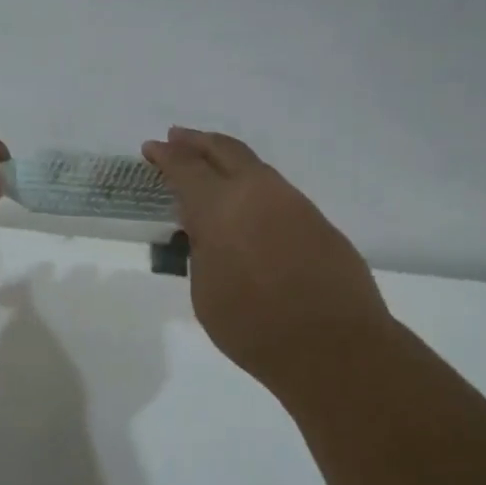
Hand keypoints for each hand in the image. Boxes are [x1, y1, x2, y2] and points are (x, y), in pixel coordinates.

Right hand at [142, 127, 394, 393]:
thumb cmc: (254, 326)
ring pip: (255, 168)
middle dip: (197, 142)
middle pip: (224, 150)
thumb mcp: (205, 291)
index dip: (165, 156)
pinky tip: (247, 207)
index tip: (151, 147)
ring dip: (228, 161)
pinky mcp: (318, 221)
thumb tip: (208, 233)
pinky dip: (253, 187)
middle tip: (177, 138)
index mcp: (221, 207)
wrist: (334, 346)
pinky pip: (276, 192)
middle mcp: (259, 192)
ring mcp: (294, 204)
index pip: (185, 168)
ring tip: (210, 168)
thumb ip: (201, 251)